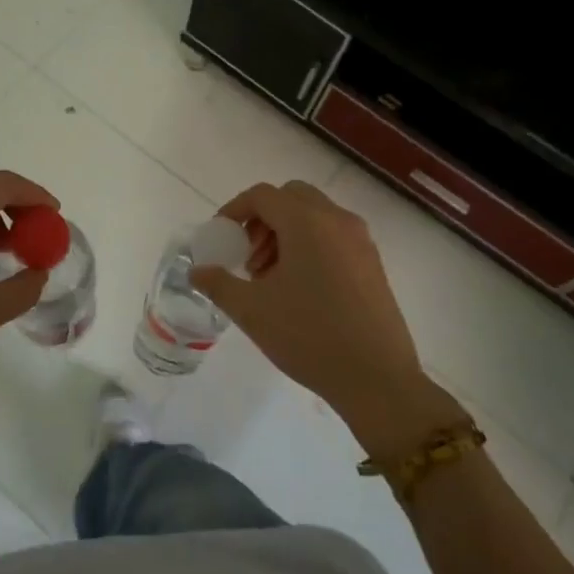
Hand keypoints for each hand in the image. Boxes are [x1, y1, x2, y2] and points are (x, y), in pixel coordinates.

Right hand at [191, 180, 464, 453]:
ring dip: (286, 232)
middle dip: (263, 219)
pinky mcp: (373, 263)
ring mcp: (360, 240)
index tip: (221, 237)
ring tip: (270, 278)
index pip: (263, 195)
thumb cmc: (308, 336)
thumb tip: (197, 270)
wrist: (377, 378)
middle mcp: (337, 220)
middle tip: (248, 256)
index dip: (234, 210)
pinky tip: (300, 289)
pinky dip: (310, 245)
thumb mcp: (251, 310)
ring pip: (315, 216)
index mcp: (307, 222)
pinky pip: (334, 235)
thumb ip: (218, 283)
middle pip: (291, 198)